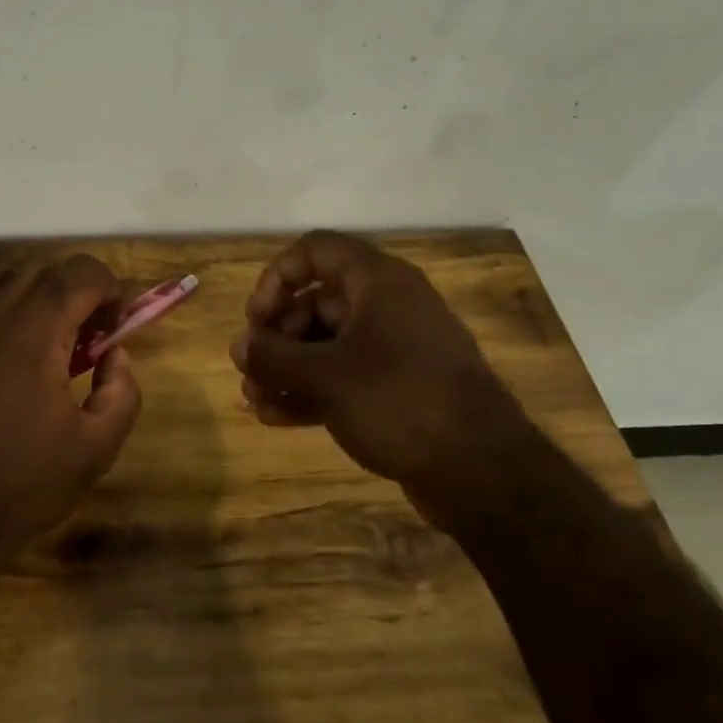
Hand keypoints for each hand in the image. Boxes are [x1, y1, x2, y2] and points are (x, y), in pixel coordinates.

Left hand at [0, 254, 143, 559]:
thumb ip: (122, 391)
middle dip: (76, 288)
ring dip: (40, 298)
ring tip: (55, 343)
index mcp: (32, 338)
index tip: (119, 318)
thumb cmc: (26, 485)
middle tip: (93, 330)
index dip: (107, 285)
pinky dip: (7, 316)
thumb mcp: (96, 448)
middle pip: (40, 271)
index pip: (76, 274)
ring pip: (4, 285)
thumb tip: (116, 354)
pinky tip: (15, 362)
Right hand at [230, 231, 529, 513]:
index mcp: (377, 282)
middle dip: (275, 336)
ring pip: (325, 344)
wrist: (481, 471)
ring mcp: (394, 348)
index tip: (257, 319)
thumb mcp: (324, 376)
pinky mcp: (396, 387)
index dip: (276, 278)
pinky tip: (274, 416)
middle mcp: (386, 306)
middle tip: (249, 369)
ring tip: (253, 399)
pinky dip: (308, 390)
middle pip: (314, 302)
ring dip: (285, 368)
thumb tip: (240, 346)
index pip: (314, 251)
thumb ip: (273, 356)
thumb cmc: (399, 402)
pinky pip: (342, 376)